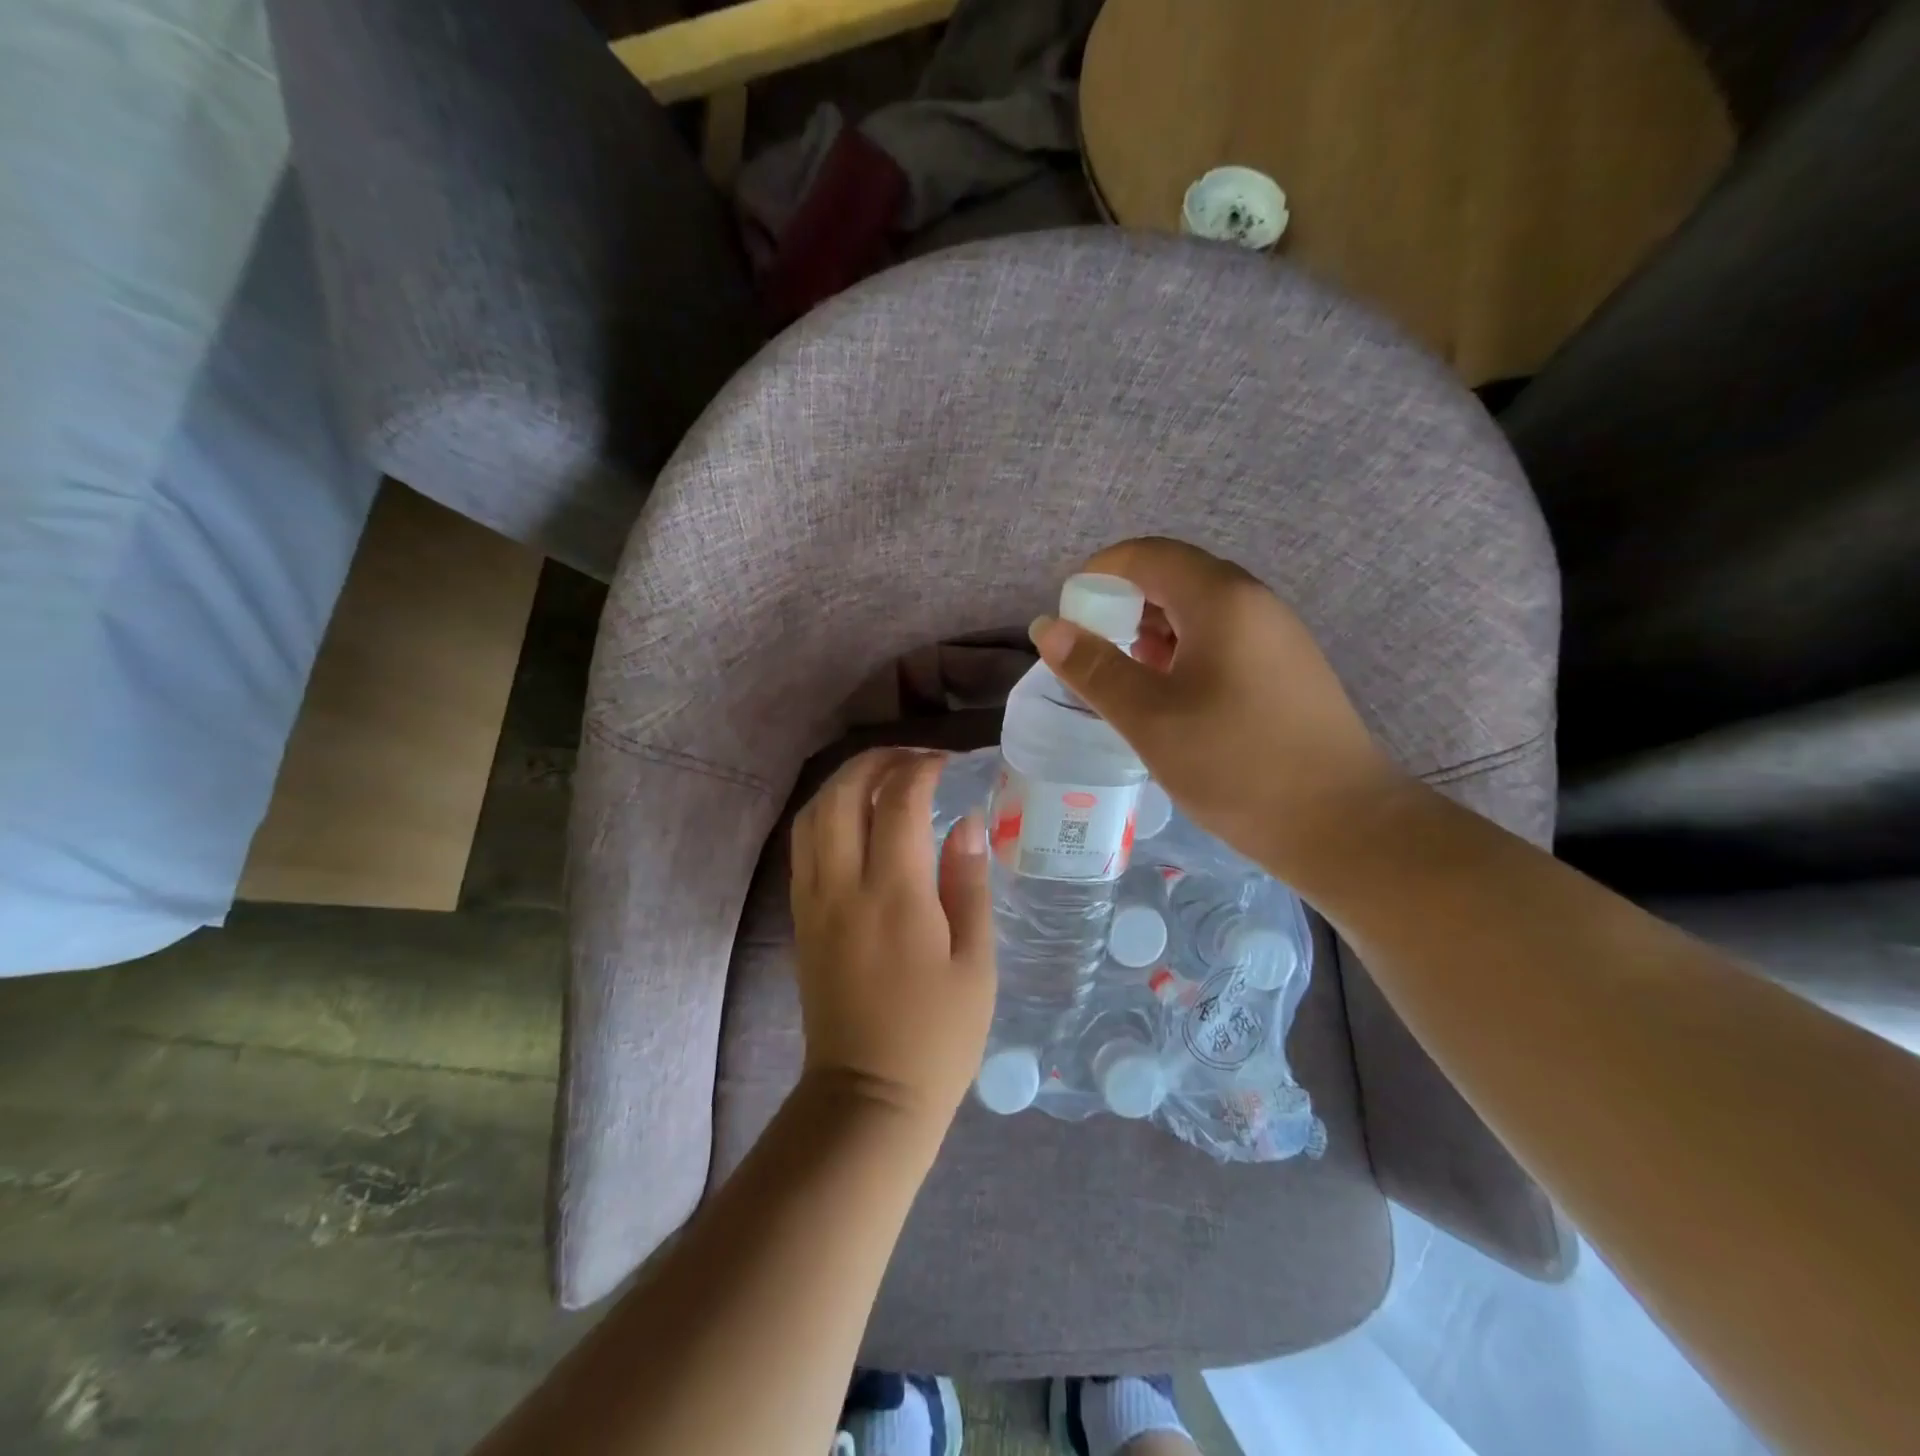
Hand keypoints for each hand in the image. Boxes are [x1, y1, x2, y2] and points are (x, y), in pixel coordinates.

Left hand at [789, 750, 996, 1139]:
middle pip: (842, 794)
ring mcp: (814, 901)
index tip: (948, 763)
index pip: (898, 802)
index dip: (922, 769)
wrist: (868, 1096)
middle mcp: (843, 886)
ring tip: (883, 781)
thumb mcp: (975, 963)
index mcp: (894, 896)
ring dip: (845, 784)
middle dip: (877, 762)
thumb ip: (968, 884)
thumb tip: (966, 823)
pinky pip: (804, 845)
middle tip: (914, 760)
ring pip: (813, 814)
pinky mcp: (801, 918)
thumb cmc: (937, 1036)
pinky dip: (827, 814)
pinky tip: (856, 821)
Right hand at [1030, 537, 1408, 879]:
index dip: (1099, 574)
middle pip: (1175, 577)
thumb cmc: (1236, 765)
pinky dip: (1183, 651)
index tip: (1068, 614)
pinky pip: (1222, 637)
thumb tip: (1045, 627)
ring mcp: (1277, 634)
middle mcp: (1254, 601)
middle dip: (1123, 604)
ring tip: (1122, 675)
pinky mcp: (1286, 666)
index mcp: (1221, 599)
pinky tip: (1167, 695)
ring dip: (1152, 630)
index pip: (1148, 555)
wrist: (1342, 823)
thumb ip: (1094, 668)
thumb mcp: (1150, 719)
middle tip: (1090, 649)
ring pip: (1199, 610)